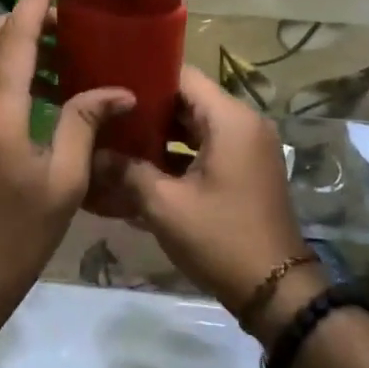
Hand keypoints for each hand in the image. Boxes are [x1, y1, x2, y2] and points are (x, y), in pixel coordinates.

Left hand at [0, 0, 135, 314]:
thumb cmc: (13, 238)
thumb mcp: (62, 183)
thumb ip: (84, 124)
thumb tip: (117, 92)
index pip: (15, 33)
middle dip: (26, 18)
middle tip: (70, 24)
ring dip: (15, 45)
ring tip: (61, 57)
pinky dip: (4, 72)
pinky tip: (37, 94)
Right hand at [89, 67, 318, 332]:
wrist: (276, 290)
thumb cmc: (220, 239)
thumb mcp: (165, 205)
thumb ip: (127, 172)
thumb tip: (92, 155)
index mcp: (230, 120)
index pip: (183, 76)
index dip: (145, 79)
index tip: (110, 87)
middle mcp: (244, 124)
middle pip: (188, 101)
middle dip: (148, 110)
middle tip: (107, 116)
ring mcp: (248, 148)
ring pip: (196, 127)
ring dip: (161, 136)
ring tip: (117, 141)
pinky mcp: (246, 170)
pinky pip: (208, 149)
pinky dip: (179, 156)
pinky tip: (142, 170)